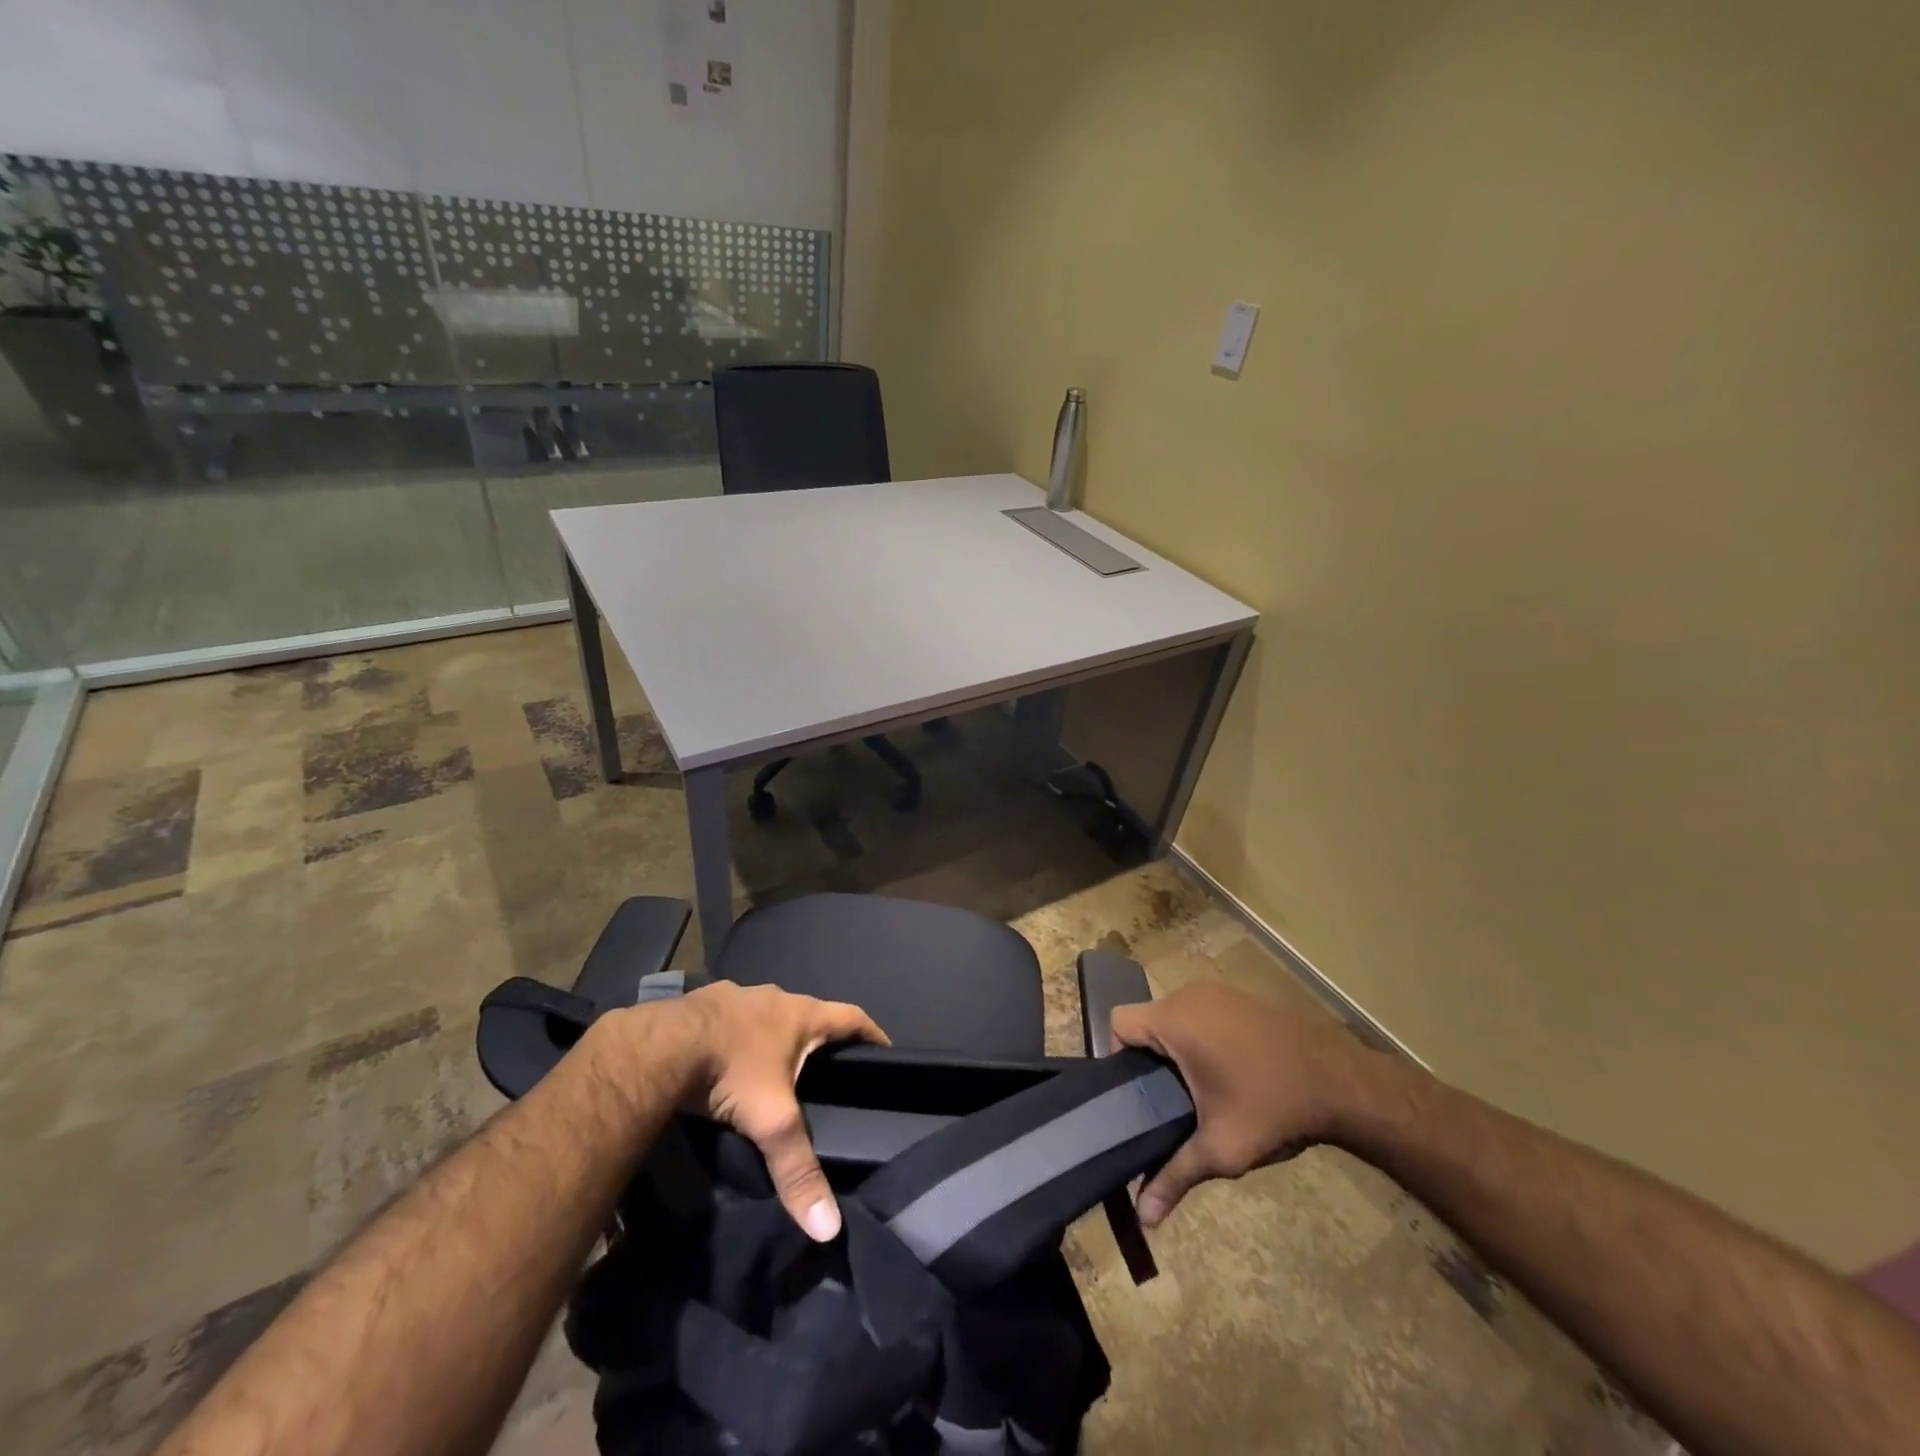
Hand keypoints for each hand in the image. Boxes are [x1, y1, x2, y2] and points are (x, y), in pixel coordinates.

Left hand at [668, 981, 887, 1240]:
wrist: (660, 1047)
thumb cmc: (731, 1072)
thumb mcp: (771, 1122)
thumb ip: (798, 1169)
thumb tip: (829, 1227)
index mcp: (801, 1014)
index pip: (853, 1016)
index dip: (872, 1034)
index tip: (885, 1052)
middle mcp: (775, 996)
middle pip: (810, 1012)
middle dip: (820, 1037)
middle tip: (827, 1069)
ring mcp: (737, 995)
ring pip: (768, 1014)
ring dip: (776, 1034)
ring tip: (776, 1067)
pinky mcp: (703, 1003)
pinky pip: (732, 1017)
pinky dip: (739, 1035)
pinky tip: (728, 1059)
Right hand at [1110, 981, 1386, 1226]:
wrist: (1342, 1080)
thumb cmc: (1272, 1107)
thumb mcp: (1221, 1148)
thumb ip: (1175, 1175)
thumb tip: (1145, 1216)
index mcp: (1175, 1020)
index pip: (1118, 1023)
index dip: (1117, 1057)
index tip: (1137, 1094)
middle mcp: (1190, 995)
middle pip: (1147, 1021)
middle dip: (1151, 1060)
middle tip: (1168, 1103)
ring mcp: (1218, 992)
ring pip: (1176, 1017)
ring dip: (1178, 1049)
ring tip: (1199, 1092)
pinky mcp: (1241, 996)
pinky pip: (1203, 1013)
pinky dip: (1203, 1038)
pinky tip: (1229, 1073)